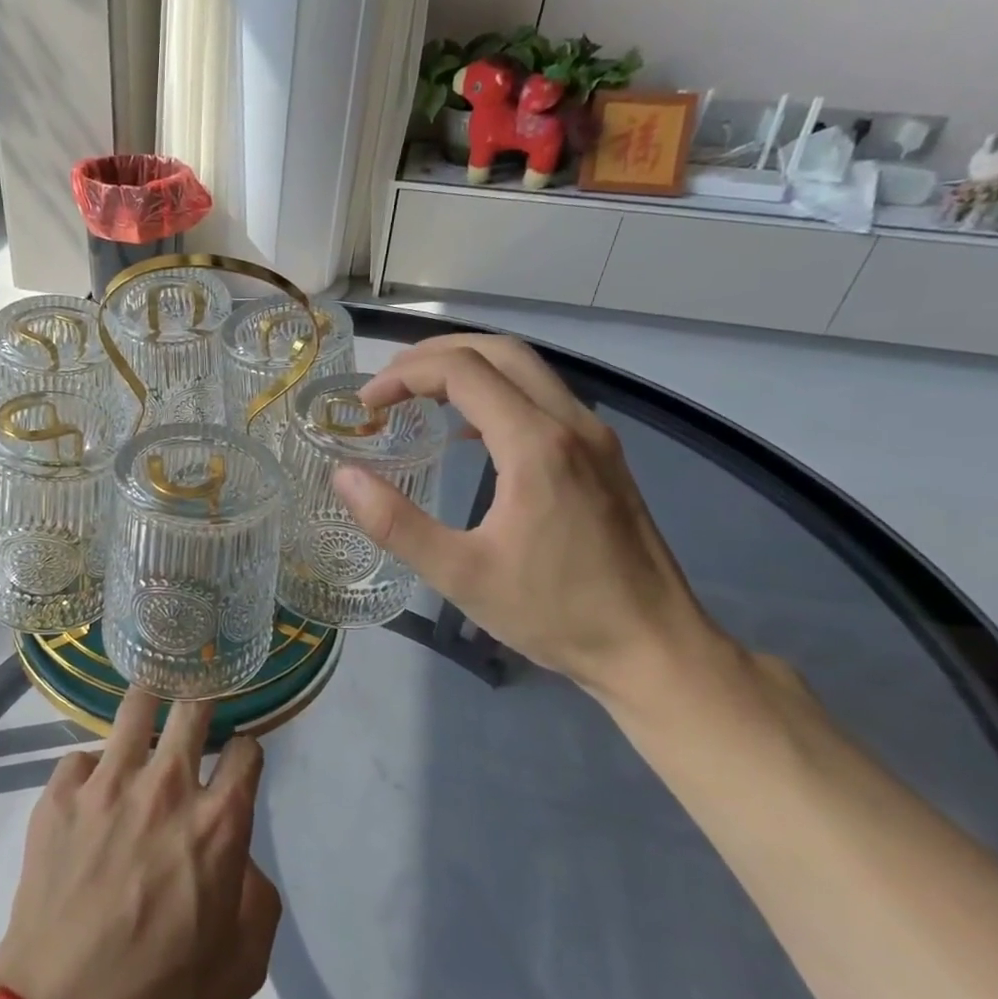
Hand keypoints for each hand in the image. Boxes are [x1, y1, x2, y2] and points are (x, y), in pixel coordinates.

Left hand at [0, 692, 279, 998]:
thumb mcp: (245, 961)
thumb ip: (255, 892)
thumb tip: (235, 855)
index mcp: (219, 822)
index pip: (246, 751)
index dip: (248, 749)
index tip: (240, 756)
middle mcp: (167, 786)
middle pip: (193, 708)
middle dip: (203, 698)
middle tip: (198, 703)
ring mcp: (107, 784)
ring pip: (135, 708)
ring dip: (148, 704)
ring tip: (148, 706)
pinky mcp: (59, 795)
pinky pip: (80, 757)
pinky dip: (91, 768)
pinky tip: (90, 791)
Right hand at [333, 333, 721, 696]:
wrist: (654, 647)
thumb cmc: (555, 613)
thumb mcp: (461, 575)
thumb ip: (396, 523)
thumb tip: (343, 476)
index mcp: (536, 445)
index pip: (461, 371)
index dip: (404, 375)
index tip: (366, 404)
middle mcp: (571, 423)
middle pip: (498, 351)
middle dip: (434, 354)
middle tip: (388, 383)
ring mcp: (595, 437)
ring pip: (527, 369)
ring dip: (468, 368)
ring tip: (419, 395)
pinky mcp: (604, 456)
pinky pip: (544, 397)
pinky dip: (498, 392)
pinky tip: (472, 432)